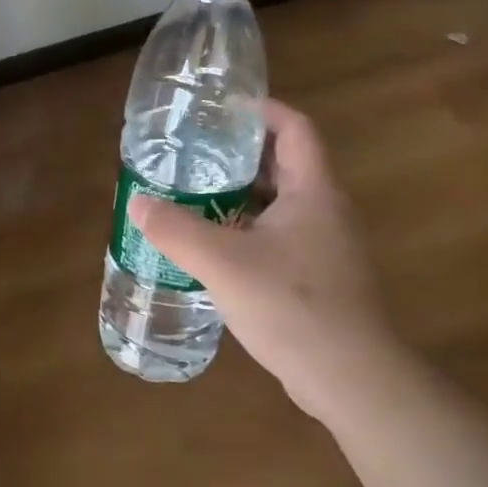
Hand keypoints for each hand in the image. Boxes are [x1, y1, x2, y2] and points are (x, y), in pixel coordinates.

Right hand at [128, 99, 395, 419]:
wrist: (350, 377)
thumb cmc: (291, 305)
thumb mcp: (222, 262)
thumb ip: (176, 229)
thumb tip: (137, 203)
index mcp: (313, 192)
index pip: (296, 129)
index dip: (263, 111)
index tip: (224, 109)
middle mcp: (326, 211)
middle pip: (286, 165)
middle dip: (242, 154)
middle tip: (196, 153)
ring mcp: (328, 247)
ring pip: (282, 204)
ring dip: (243, 195)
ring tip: (197, 195)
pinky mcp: (321, 278)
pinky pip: (282, 237)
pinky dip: (250, 230)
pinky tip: (216, 248)